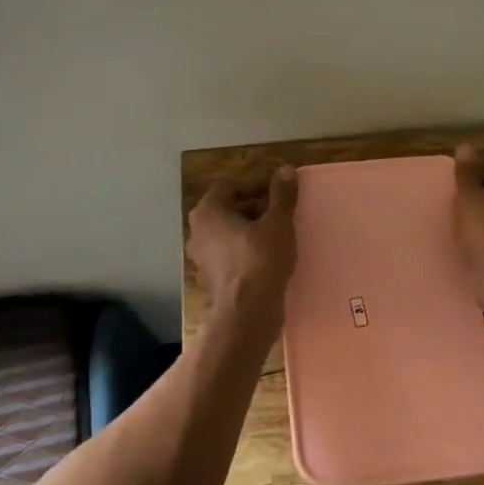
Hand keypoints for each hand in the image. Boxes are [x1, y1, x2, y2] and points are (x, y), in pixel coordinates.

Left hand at [186, 166, 298, 328]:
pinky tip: (270, 261)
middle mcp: (198, 232)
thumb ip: (282, 195)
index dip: (256, 187)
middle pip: (229, 210)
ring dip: (253, 233)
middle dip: (256, 210)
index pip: (230, 187)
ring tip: (280, 238)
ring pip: (230, 235)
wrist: (247, 314)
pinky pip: (231, 257)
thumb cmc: (260, 260)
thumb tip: (285, 169)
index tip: (279, 195)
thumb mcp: (278, 223)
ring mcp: (202, 259)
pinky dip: (247, 254)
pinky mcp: (212, 280)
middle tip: (282, 216)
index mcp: (207, 212)